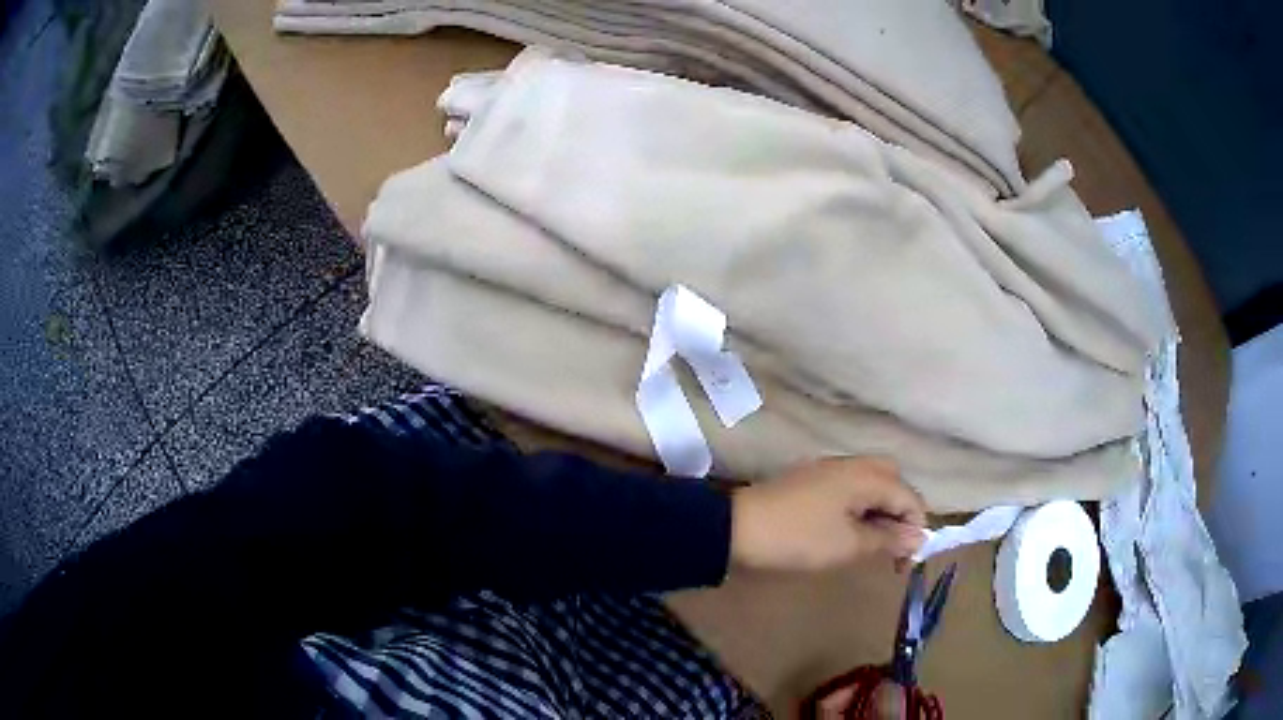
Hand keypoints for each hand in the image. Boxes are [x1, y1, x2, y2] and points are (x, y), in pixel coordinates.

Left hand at [730, 457, 926, 572]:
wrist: (737, 528)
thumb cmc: (799, 538)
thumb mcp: (849, 545)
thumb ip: (887, 539)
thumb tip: (917, 537)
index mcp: (866, 475)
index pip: (909, 496)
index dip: (915, 527)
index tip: (906, 561)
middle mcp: (851, 464)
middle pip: (892, 480)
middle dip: (900, 511)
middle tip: (893, 544)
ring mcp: (828, 469)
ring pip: (870, 482)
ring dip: (879, 509)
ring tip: (873, 542)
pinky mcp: (810, 480)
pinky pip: (849, 487)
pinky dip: (859, 506)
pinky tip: (849, 530)